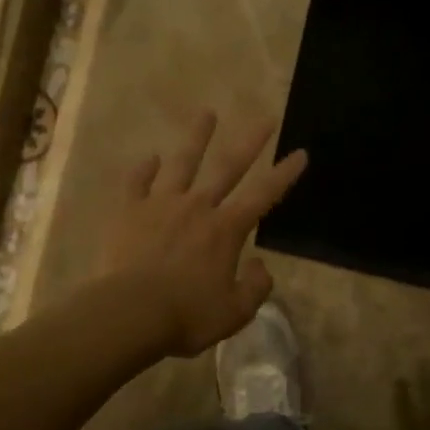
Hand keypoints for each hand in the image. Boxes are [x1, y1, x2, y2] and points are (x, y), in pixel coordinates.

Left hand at [99, 110, 307, 356]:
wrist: (129, 312)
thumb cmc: (186, 316)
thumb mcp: (234, 313)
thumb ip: (255, 288)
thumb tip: (260, 266)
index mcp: (226, 229)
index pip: (264, 195)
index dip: (284, 174)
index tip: (300, 152)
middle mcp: (197, 206)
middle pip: (228, 167)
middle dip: (250, 142)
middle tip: (265, 118)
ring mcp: (161, 204)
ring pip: (182, 163)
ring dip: (197, 138)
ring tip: (207, 114)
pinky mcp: (129, 211)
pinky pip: (137, 182)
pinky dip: (144, 169)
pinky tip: (150, 158)